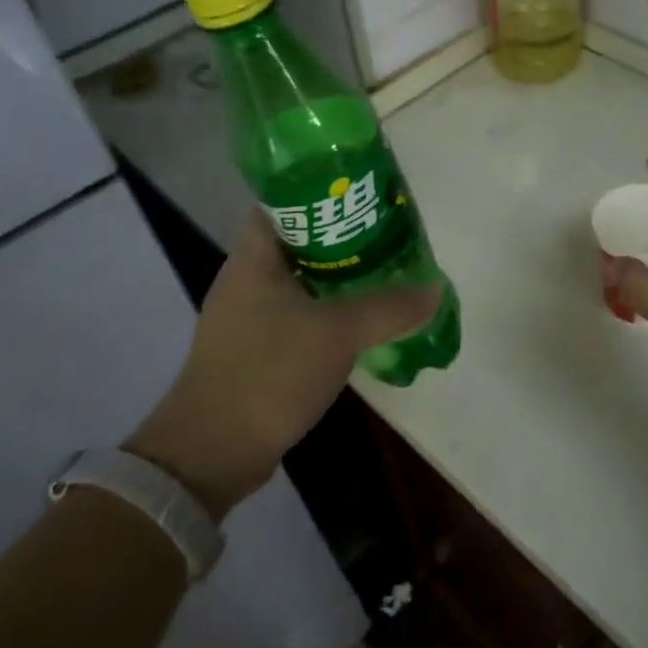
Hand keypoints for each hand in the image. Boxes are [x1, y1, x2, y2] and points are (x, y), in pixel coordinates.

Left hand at [127, 210, 441, 519]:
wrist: (213, 453)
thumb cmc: (269, 373)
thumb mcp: (338, 333)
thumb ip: (390, 308)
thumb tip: (435, 289)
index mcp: (253, 259)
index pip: (284, 203)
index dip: (323, 194)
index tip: (365, 197)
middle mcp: (246, 279)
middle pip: (300, 241)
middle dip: (344, 237)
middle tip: (388, 235)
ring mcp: (248, 316)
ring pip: (302, 280)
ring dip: (340, 277)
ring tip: (385, 272)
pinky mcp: (256, 349)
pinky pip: (299, 314)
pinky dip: (329, 311)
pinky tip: (361, 320)